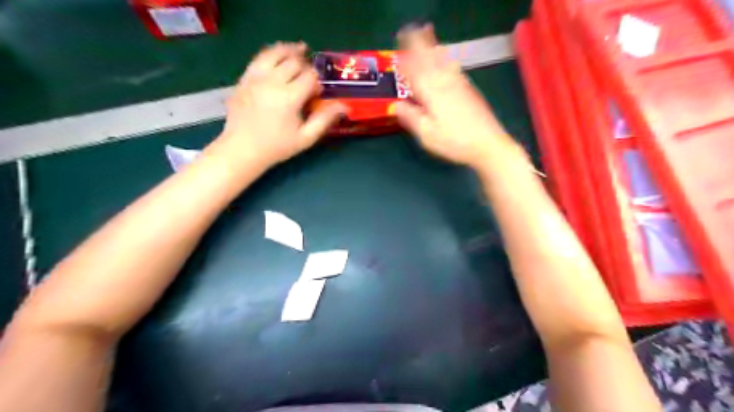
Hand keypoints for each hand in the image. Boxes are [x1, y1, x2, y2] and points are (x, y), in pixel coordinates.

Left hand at [216, 41, 346, 166]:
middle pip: (294, 62)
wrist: (242, 149)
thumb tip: (345, 107)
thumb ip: (325, 119)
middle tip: (310, 77)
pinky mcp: (244, 78)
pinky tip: (279, 55)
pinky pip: (260, 57)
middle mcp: (272, 81)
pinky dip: (272, 53)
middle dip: (306, 66)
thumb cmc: (277, 146)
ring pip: (276, 53)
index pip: (310, 77)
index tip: (319, 93)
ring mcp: (255, 77)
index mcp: (289, 97)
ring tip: (300, 50)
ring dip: (290, 51)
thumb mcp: (305, 137)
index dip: (318, 82)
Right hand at [396, 25, 511, 168]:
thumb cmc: (454, 142)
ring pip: (444, 62)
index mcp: (432, 93)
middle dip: (421, 45)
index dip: (407, 59)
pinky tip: (449, 61)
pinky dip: (448, 61)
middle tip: (413, 31)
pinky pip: (455, 70)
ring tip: (430, 38)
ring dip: (434, 49)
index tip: (400, 49)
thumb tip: (395, 105)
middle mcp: (445, 84)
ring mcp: (460, 86)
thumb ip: (411, 117)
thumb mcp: (427, 134)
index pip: (416, 71)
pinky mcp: (470, 92)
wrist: (488, 145)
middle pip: (431, 60)